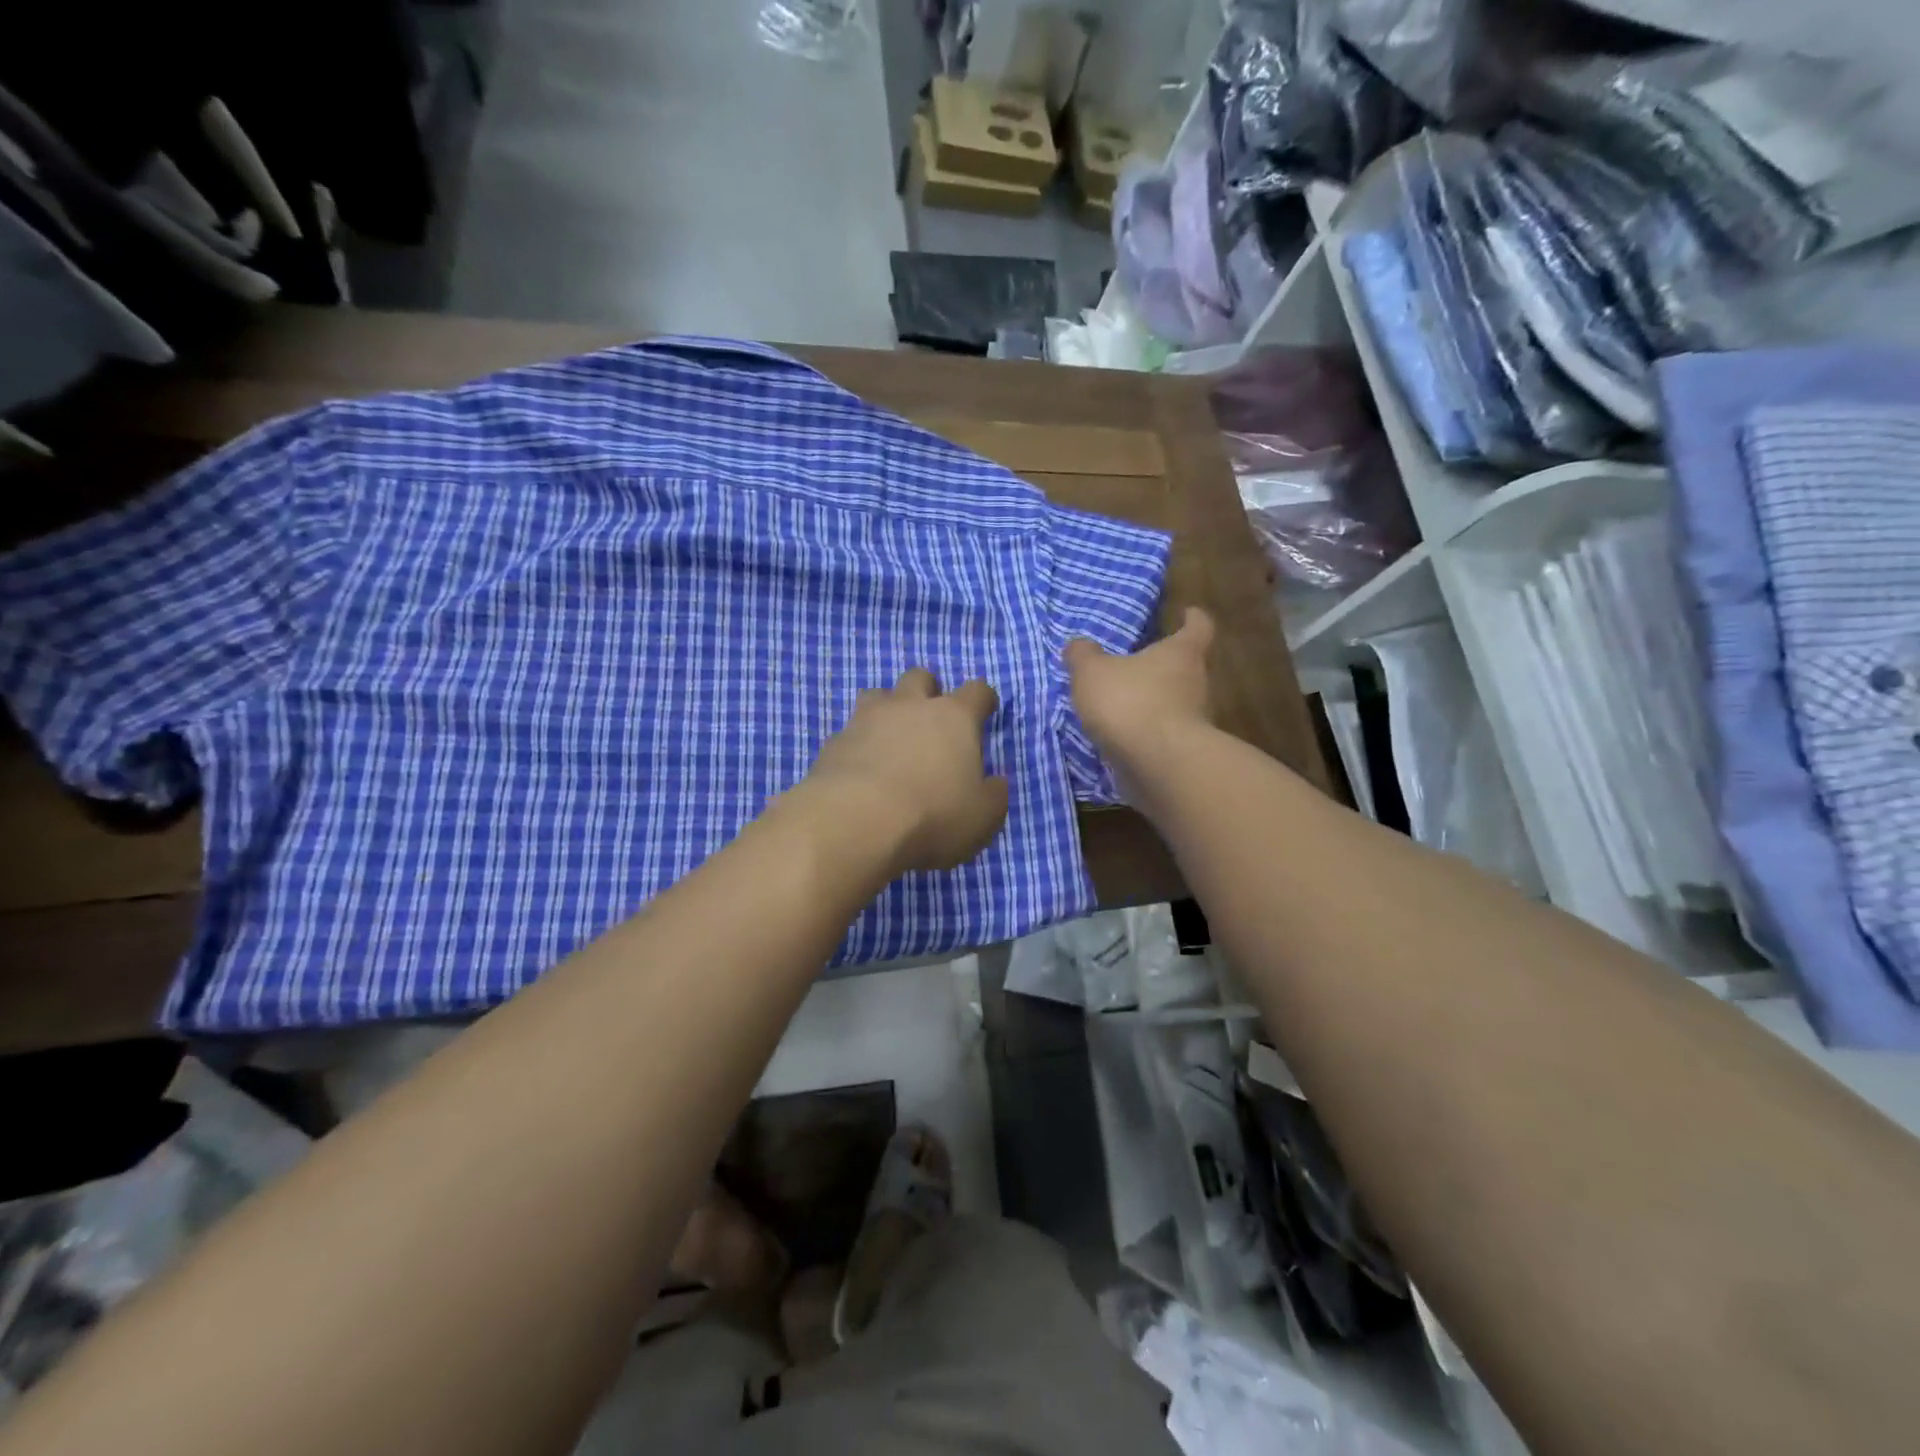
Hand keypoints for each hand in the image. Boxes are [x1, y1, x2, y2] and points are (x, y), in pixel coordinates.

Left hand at [804, 668, 1009, 873]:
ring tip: (891, 738)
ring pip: (878, 694)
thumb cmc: (933, 815)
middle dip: (928, 691)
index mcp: (954, 718)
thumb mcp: (982, 817)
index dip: (983, 700)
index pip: (977, 691)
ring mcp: (867, 719)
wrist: (855, 822)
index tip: (985, 712)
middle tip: (931, 721)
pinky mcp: (834, 742)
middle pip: (920, 677)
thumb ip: (994, 795)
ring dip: (887, 709)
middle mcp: (910, 706)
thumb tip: (996, 782)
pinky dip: (859, 744)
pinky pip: (850, 731)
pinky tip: (860, 769)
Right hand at [1064, 607, 1214, 781]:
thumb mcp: (1092, 672)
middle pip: (1186, 667)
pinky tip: (1122, 737)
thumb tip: (1078, 644)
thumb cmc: (1129, 703)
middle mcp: (1196, 683)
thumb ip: (1083, 656)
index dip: (1193, 618)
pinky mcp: (1182, 753)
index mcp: (1181, 653)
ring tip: (1123, 704)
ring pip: (1175, 703)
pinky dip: (1146, 733)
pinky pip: (1163, 734)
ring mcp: (1194, 721)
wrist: (1158, 765)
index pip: (1198, 627)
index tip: (1188, 613)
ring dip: (1154, 702)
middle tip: (1138, 662)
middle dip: (1164, 665)